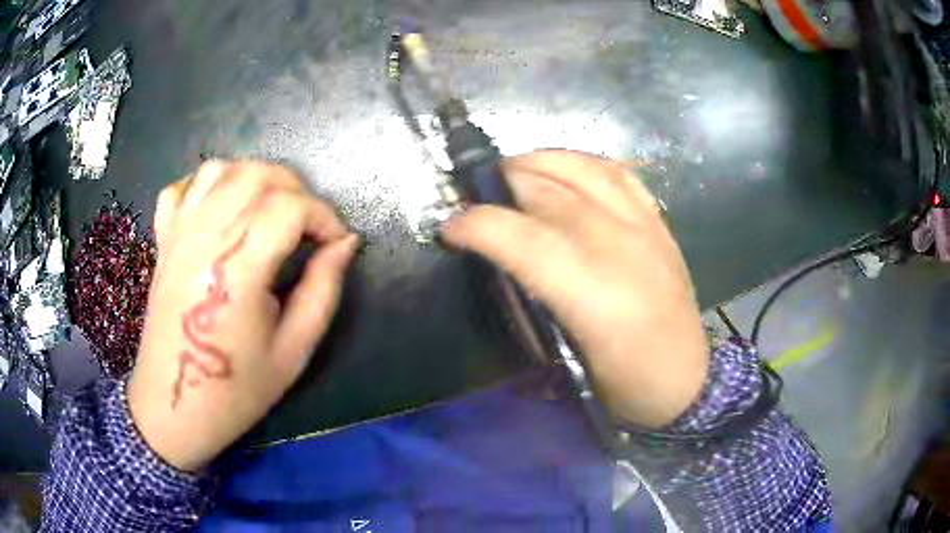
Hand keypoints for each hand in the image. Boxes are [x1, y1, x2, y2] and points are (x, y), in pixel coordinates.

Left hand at [128, 160, 357, 471]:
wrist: (174, 406)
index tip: (336, 243)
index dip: (324, 216)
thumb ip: (323, 289)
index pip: (290, 206)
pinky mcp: (163, 239)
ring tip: (268, 210)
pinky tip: (221, 208)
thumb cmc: (236, 388)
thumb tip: (345, 244)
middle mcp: (205, 236)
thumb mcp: (294, 350)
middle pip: (257, 175)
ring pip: (221, 169)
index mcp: (239, 267)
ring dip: (254, 178)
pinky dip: (207, 185)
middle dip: (295, 189)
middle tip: (307, 226)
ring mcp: (178, 233)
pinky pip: (183, 187)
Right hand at [442, 150, 708, 427]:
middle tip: (473, 196)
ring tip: (513, 170)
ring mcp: (645, 228)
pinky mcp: (660, 224)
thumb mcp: (567, 358)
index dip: (478, 225)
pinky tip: (565, 169)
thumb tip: (496, 262)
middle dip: (501, 186)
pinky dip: (584, 162)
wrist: (686, 382)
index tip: (450, 227)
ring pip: (585, 169)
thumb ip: (531, 302)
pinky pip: (619, 173)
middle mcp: (620, 247)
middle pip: (549, 193)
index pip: (523, 238)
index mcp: (593, 293)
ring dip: (540, 161)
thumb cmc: (624, 384)